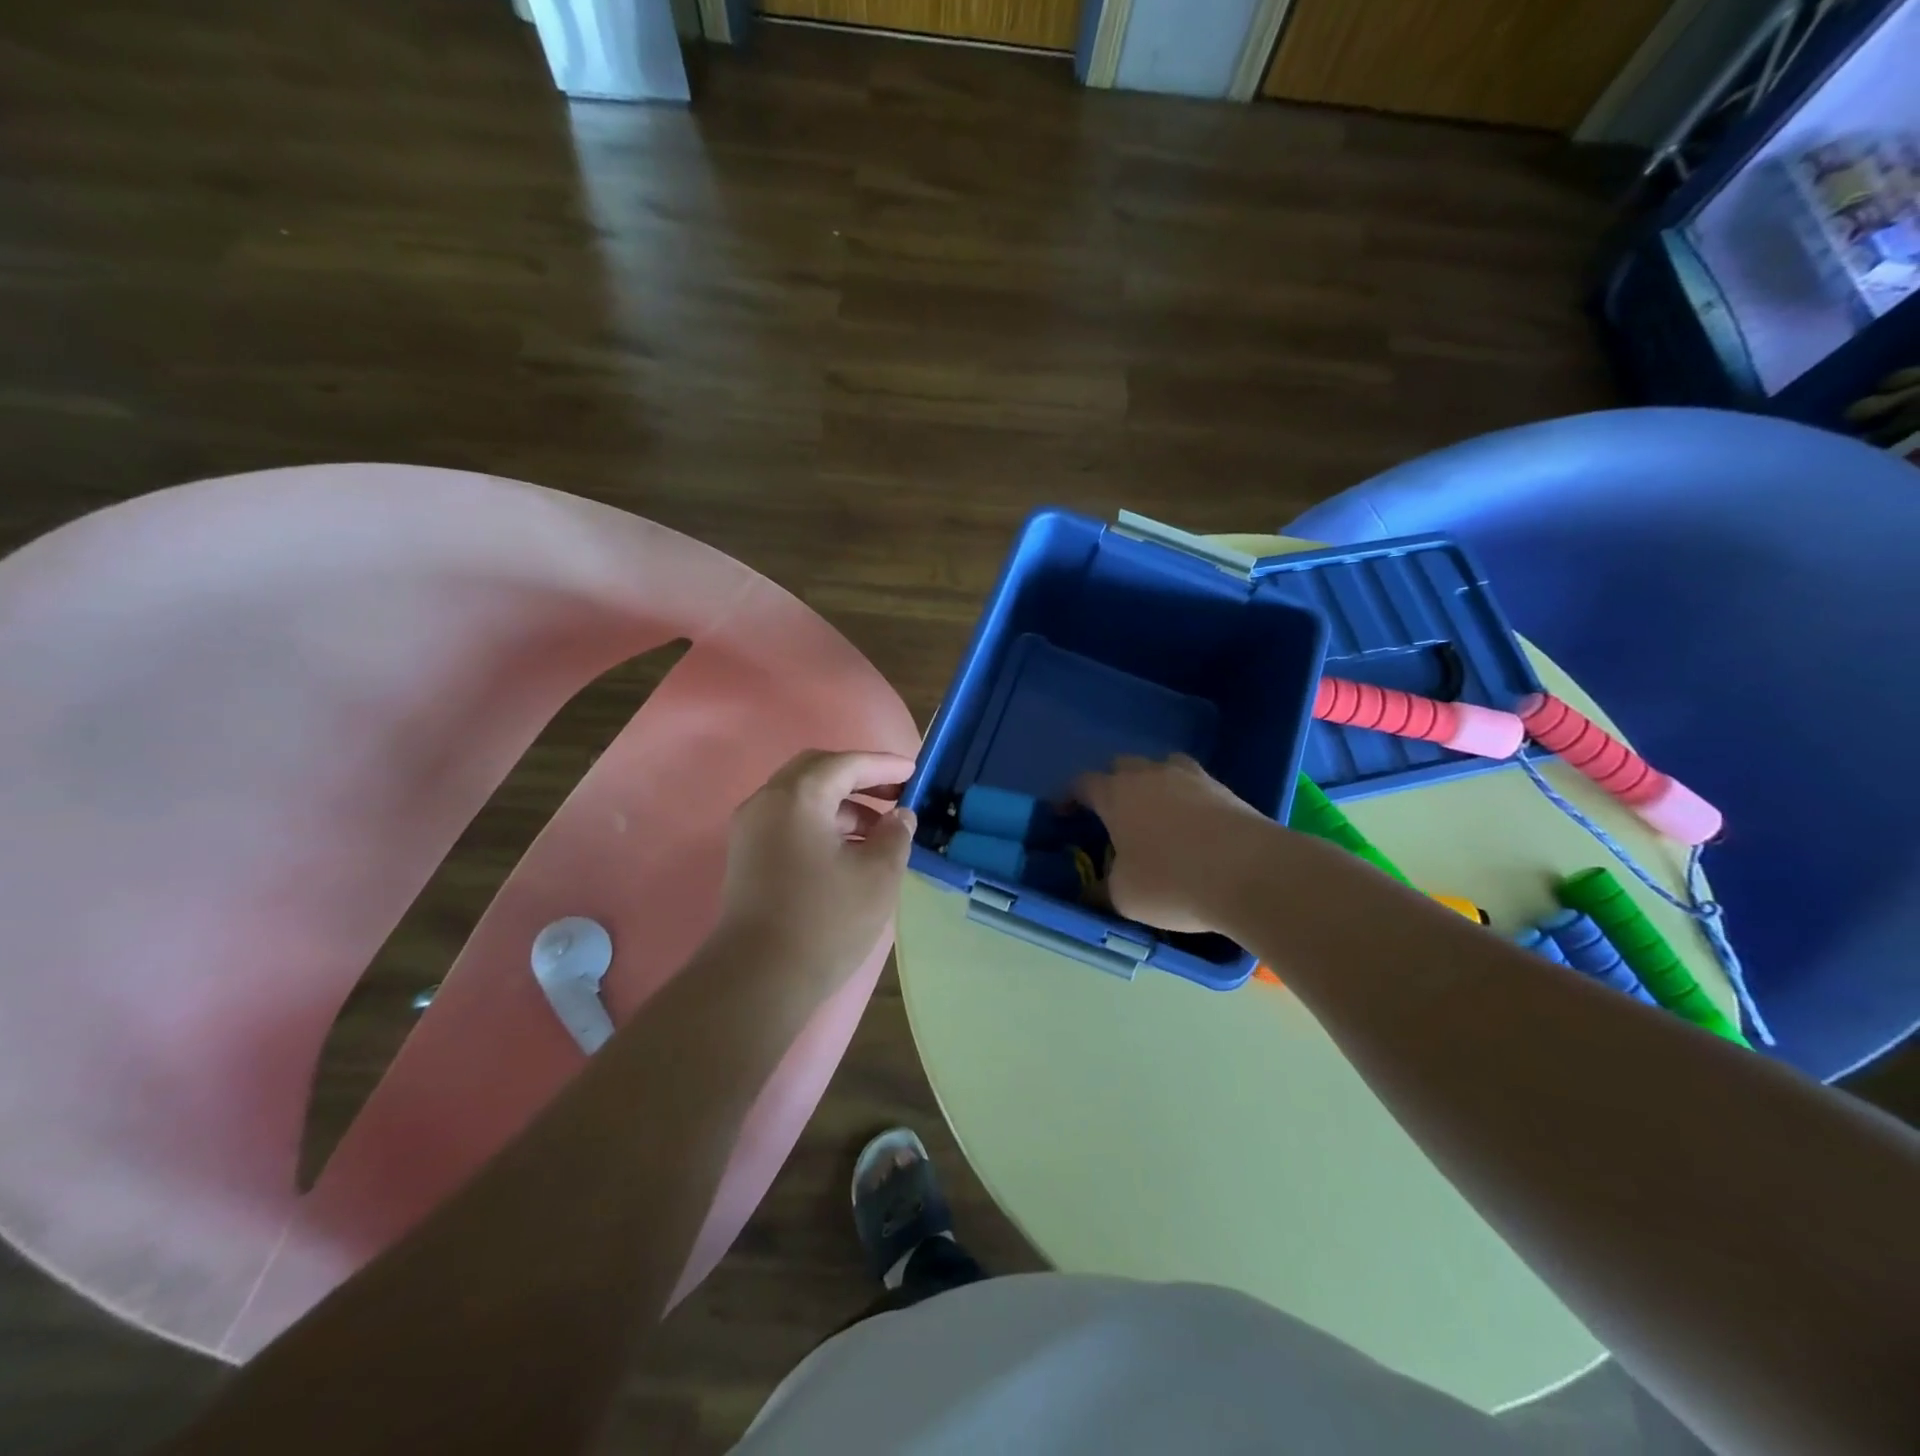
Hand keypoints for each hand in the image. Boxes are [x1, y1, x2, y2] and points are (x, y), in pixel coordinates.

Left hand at [716, 749, 918, 988]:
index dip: (884, 765)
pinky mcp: (748, 856)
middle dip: (859, 777)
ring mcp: (751, 830)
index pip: (846, 764)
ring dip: (842, 804)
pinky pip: (790, 821)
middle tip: (895, 793)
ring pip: (802, 798)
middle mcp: (767, 802)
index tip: (914, 772)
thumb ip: (895, 835)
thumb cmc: (825, 920)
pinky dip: (822, 823)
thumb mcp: (877, 875)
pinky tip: (850, 849)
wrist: (758, 980)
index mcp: (797, 796)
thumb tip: (900, 817)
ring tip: (880, 829)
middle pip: (817, 771)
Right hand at [1072, 754, 1279, 933]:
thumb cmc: (1172, 882)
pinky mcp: (1225, 789)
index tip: (1062, 813)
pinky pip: (1194, 785)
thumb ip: (1102, 889)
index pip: (1082, 784)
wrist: (1252, 873)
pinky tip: (1191, 826)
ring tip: (1154, 813)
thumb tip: (1091, 891)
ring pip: (1162, 768)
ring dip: (1152, 784)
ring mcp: (1191, 778)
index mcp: (1116, 794)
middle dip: (1112, 786)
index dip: (1068, 797)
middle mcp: (1150, 775)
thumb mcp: (1123, 897)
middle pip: (1122, 767)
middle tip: (1111, 815)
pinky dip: (1186, 799)